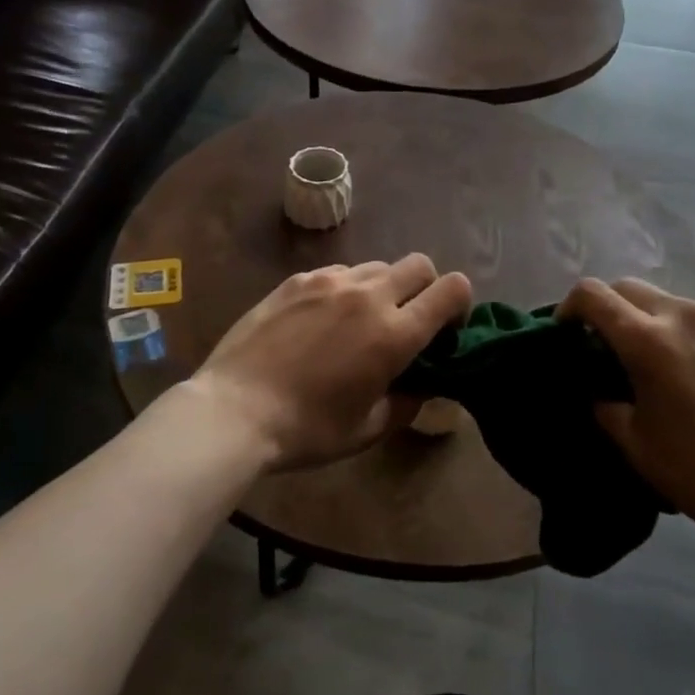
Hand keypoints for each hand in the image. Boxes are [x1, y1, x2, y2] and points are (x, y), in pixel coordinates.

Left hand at [194, 255, 472, 471]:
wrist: (235, 410)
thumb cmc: (307, 429)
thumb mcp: (368, 429)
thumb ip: (407, 402)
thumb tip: (422, 384)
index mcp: (395, 334)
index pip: (452, 289)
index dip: (459, 305)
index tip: (444, 330)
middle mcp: (369, 296)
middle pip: (420, 265)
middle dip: (425, 288)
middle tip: (405, 321)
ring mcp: (330, 281)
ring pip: (377, 266)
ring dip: (383, 288)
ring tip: (358, 321)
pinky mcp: (297, 279)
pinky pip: (338, 272)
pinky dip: (345, 289)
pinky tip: (321, 319)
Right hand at [559, 277, 694, 546]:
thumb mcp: (634, 442)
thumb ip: (605, 403)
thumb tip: (600, 388)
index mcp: (648, 340)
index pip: (592, 295)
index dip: (570, 307)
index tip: (568, 330)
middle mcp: (685, 315)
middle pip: (630, 288)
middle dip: (610, 309)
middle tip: (609, 345)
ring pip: (671, 302)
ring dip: (653, 321)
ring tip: (662, 362)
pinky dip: (692, 335)